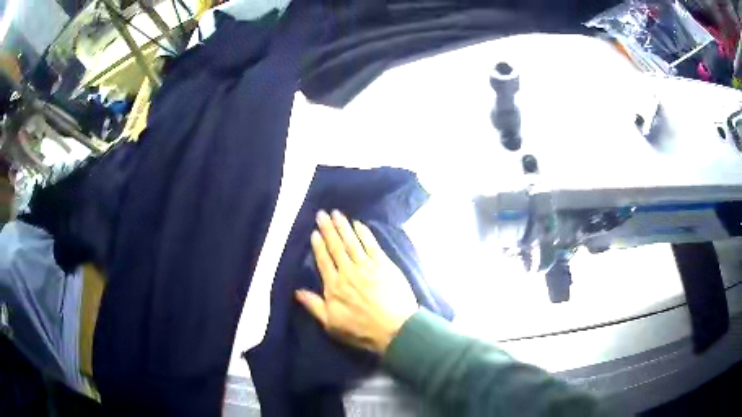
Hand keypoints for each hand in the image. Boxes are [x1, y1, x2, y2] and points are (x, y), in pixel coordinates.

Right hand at [295, 210, 418, 354]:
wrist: (395, 328)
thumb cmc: (362, 330)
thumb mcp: (332, 324)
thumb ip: (314, 306)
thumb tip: (297, 292)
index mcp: (334, 286)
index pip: (323, 261)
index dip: (318, 246)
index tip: (314, 233)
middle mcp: (348, 272)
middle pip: (336, 247)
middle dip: (328, 229)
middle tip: (322, 214)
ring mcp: (367, 266)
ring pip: (352, 242)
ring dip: (343, 226)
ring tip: (336, 213)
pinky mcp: (383, 264)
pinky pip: (371, 244)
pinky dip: (364, 233)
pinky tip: (358, 224)